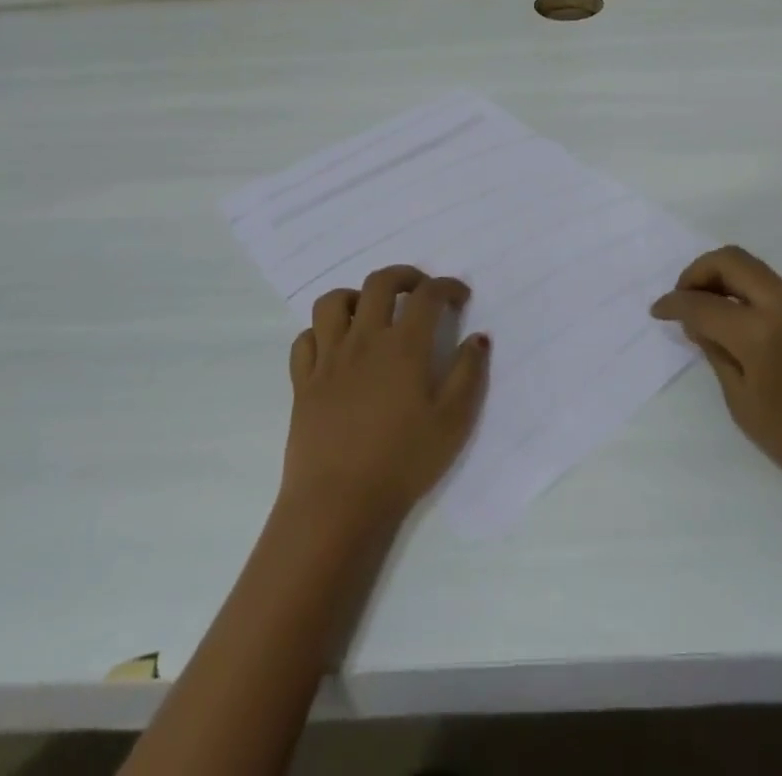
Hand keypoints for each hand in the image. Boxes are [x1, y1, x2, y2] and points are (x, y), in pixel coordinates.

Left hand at [282, 266, 489, 529]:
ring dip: (355, 297)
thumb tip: (478, 337)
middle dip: (405, 276)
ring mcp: (328, 358)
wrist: (338, 504)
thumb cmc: (403, 462)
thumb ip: (469, 373)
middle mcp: (364, 339)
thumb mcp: (454, 422)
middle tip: (420, 291)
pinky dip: (321, 333)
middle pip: (379, 283)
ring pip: (333, 302)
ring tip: (371, 313)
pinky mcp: (302, 382)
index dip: (447, 286)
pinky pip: (305, 339)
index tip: (460, 296)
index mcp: (403, 346)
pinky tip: (335, 348)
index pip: (427, 295)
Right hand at [652, 246, 781, 525]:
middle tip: (682, 297)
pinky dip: (748, 295)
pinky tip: (740, 325)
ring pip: (755, 271)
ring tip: (707, 312)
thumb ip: (718, 355)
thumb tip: (700, 323)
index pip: (703, 303)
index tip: (657, 311)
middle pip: (732, 260)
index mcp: (762, 332)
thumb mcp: (746, 408)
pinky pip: (775, 290)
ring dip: (725, 281)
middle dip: (698, 272)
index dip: (673, 304)